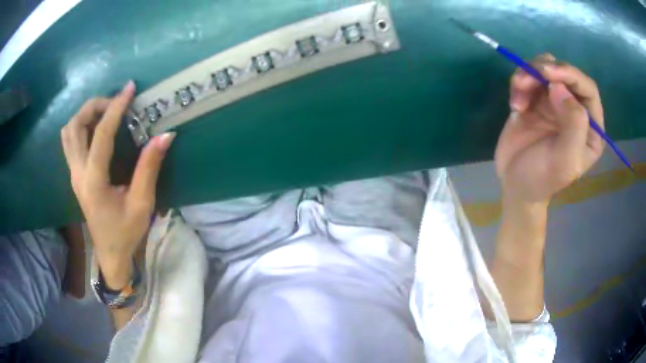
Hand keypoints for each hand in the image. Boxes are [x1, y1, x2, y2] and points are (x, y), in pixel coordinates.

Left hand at [61, 81, 175, 287]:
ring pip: (69, 132)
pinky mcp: (75, 175)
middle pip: (75, 126)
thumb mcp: (142, 204)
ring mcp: (74, 174)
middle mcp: (78, 173)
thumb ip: (149, 168)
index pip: (101, 135)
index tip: (129, 89)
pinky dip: (80, 126)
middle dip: (94, 106)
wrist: (110, 254)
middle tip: (115, 103)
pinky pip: (70, 141)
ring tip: (105, 113)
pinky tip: (96, 129)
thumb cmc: (126, 232)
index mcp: (94, 181)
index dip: (116, 108)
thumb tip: (165, 136)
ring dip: (84, 115)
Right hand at [495, 54, 603, 205]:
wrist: (513, 183)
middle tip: (527, 77)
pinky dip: (519, 82)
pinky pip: (529, 75)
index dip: (571, 76)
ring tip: (518, 91)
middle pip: (566, 74)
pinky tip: (515, 104)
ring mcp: (555, 102)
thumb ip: (574, 125)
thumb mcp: (565, 161)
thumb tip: (559, 87)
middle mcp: (576, 110)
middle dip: (546, 69)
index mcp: (591, 128)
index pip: (588, 90)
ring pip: (546, 68)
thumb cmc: (542, 178)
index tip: (549, 74)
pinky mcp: (536, 98)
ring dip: (529, 73)